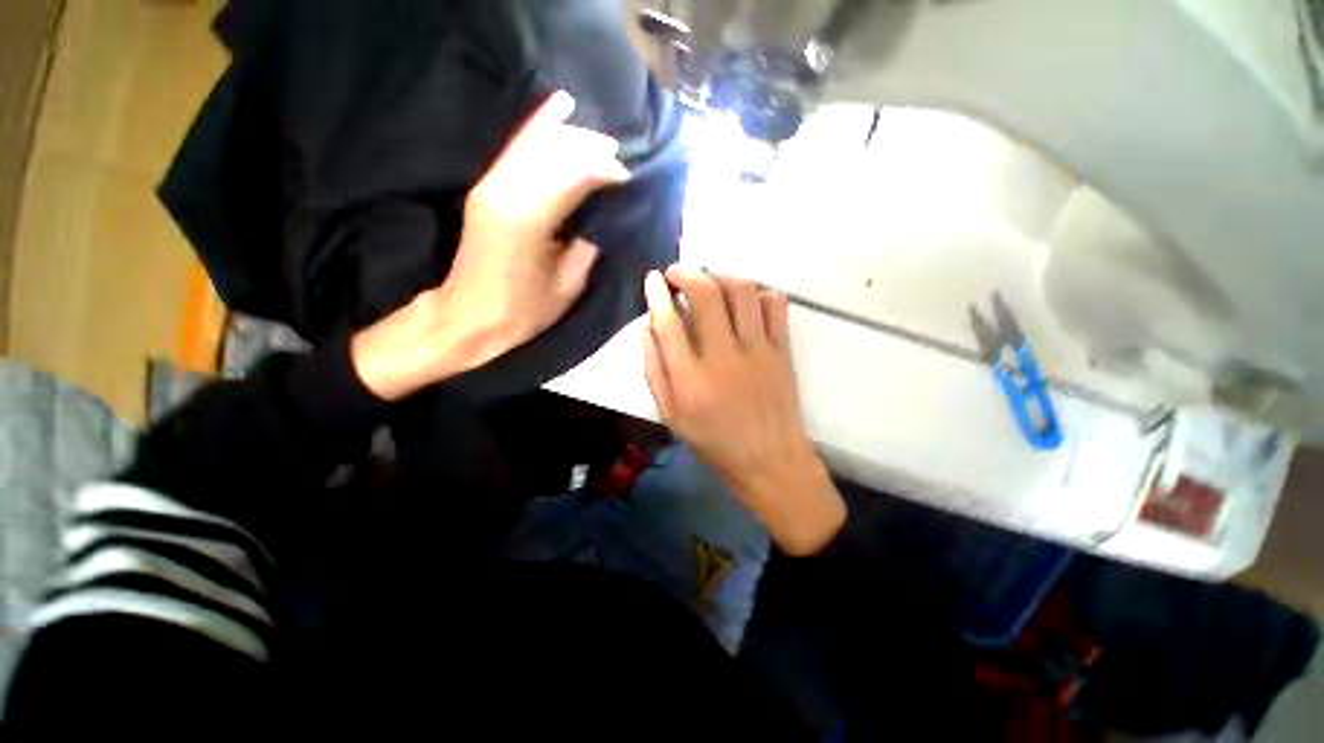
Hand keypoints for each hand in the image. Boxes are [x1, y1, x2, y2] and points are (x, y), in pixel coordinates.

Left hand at [352, 91, 630, 400]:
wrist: (467, 317)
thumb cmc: (521, 311)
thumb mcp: (566, 286)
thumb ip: (586, 248)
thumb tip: (597, 222)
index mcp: (531, 219)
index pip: (576, 175)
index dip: (605, 171)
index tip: (628, 178)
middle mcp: (507, 191)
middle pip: (555, 151)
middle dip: (591, 148)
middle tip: (618, 156)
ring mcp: (491, 185)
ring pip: (535, 143)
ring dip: (571, 137)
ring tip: (600, 140)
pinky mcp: (486, 188)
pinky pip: (515, 149)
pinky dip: (538, 127)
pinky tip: (558, 109)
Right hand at [643, 264, 845, 554]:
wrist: (769, 460)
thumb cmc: (714, 441)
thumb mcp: (671, 416)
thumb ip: (655, 371)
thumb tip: (649, 328)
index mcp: (691, 379)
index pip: (669, 322)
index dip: (657, 294)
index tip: (653, 280)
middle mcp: (724, 358)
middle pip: (706, 295)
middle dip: (687, 273)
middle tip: (677, 272)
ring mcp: (759, 351)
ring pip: (742, 291)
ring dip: (721, 276)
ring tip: (710, 281)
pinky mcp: (783, 350)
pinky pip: (775, 305)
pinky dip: (758, 293)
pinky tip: (745, 301)